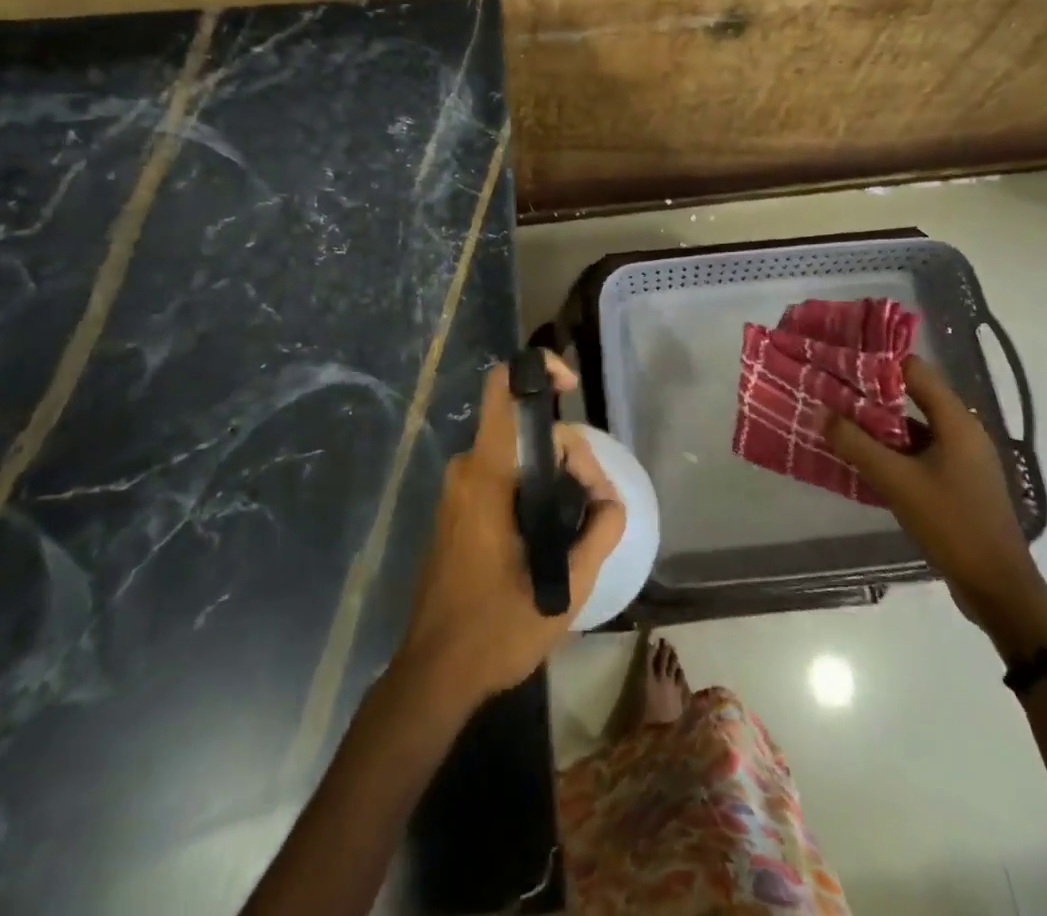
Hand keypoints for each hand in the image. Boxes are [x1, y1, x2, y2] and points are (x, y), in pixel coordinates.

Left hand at [398, 353, 625, 708]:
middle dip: (569, 454)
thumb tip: (611, 502)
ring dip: (554, 475)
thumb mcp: (564, 589)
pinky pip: (501, 475)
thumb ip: (597, 535)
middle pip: (525, 429)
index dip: (538, 373)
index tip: (571, 389)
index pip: (503, 391)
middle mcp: (467, 470)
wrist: (434, 673)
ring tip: (580, 525)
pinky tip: (552, 531)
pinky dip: (532, 488)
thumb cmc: (495, 629)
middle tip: (595, 506)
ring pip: (516, 454)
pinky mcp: (457, 511)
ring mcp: (458, 490)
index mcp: (486, 474)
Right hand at [827, 356, 1046, 656]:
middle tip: (831, 390)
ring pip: (914, 426)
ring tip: (838, 420)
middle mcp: (963, 432)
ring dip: (879, 423)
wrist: (998, 588)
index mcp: (957, 422)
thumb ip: (857, 444)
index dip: (878, 362)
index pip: (915, 371)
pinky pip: (919, 451)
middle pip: (913, 396)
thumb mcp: (897, 482)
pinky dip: (891, 449)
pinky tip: (862, 457)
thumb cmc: (951, 524)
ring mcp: (962, 458)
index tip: (841, 361)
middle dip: (872, 393)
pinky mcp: (957, 481)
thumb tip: (821, 412)